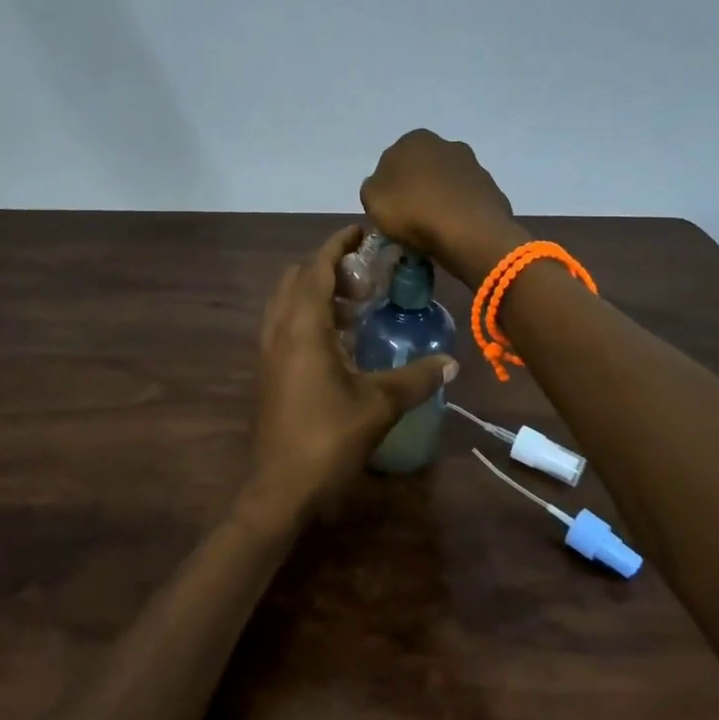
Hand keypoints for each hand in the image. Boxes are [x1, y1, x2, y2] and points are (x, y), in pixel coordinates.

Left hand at [242, 225, 455, 524]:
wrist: (279, 487)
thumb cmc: (328, 438)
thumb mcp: (379, 405)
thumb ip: (416, 379)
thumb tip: (451, 362)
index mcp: (302, 326)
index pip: (317, 267)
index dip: (338, 244)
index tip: (362, 232)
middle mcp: (279, 328)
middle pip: (297, 277)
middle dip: (327, 265)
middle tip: (364, 273)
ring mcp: (268, 350)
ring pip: (287, 300)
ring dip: (316, 291)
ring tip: (355, 304)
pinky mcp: (267, 369)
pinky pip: (284, 323)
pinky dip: (307, 314)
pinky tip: (337, 340)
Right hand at [361, 130, 528, 287]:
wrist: (469, 232)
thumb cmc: (412, 210)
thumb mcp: (371, 199)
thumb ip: (373, 187)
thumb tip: (385, 187)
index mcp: (414, 140)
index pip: (392, 161)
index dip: (388, 187)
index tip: (388, 210)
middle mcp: (446, 144)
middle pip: (422, 170)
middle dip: (416, 189)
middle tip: (409, 219)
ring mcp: (473, 165)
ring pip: (446, 184)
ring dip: (440, 200)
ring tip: (433, 230)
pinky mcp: (491, 189)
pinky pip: (466, 201)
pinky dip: (459, 213)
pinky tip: (454, 232)